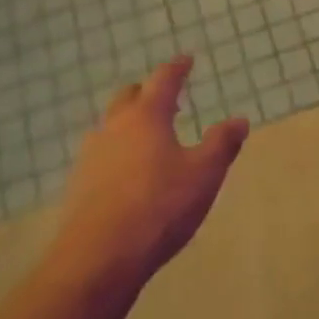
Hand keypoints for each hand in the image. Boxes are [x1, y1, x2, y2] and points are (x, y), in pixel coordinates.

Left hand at [49, 55, 250, 285]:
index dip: (177, 68)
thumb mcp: (204, 174)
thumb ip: (221, 143)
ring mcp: (91, 157)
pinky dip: (118, 152)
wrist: (99, 258)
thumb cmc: (159, 206)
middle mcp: (114, 128)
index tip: (186, 59)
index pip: (163, 80)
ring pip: (110, 127)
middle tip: (165, 97)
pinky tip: (128, 172)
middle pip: (128, 98)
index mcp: (146, 117)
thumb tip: (239, 120)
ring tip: (147, 135)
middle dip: (147, 92)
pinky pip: (101, 156)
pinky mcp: (79, 186)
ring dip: (129, 123)